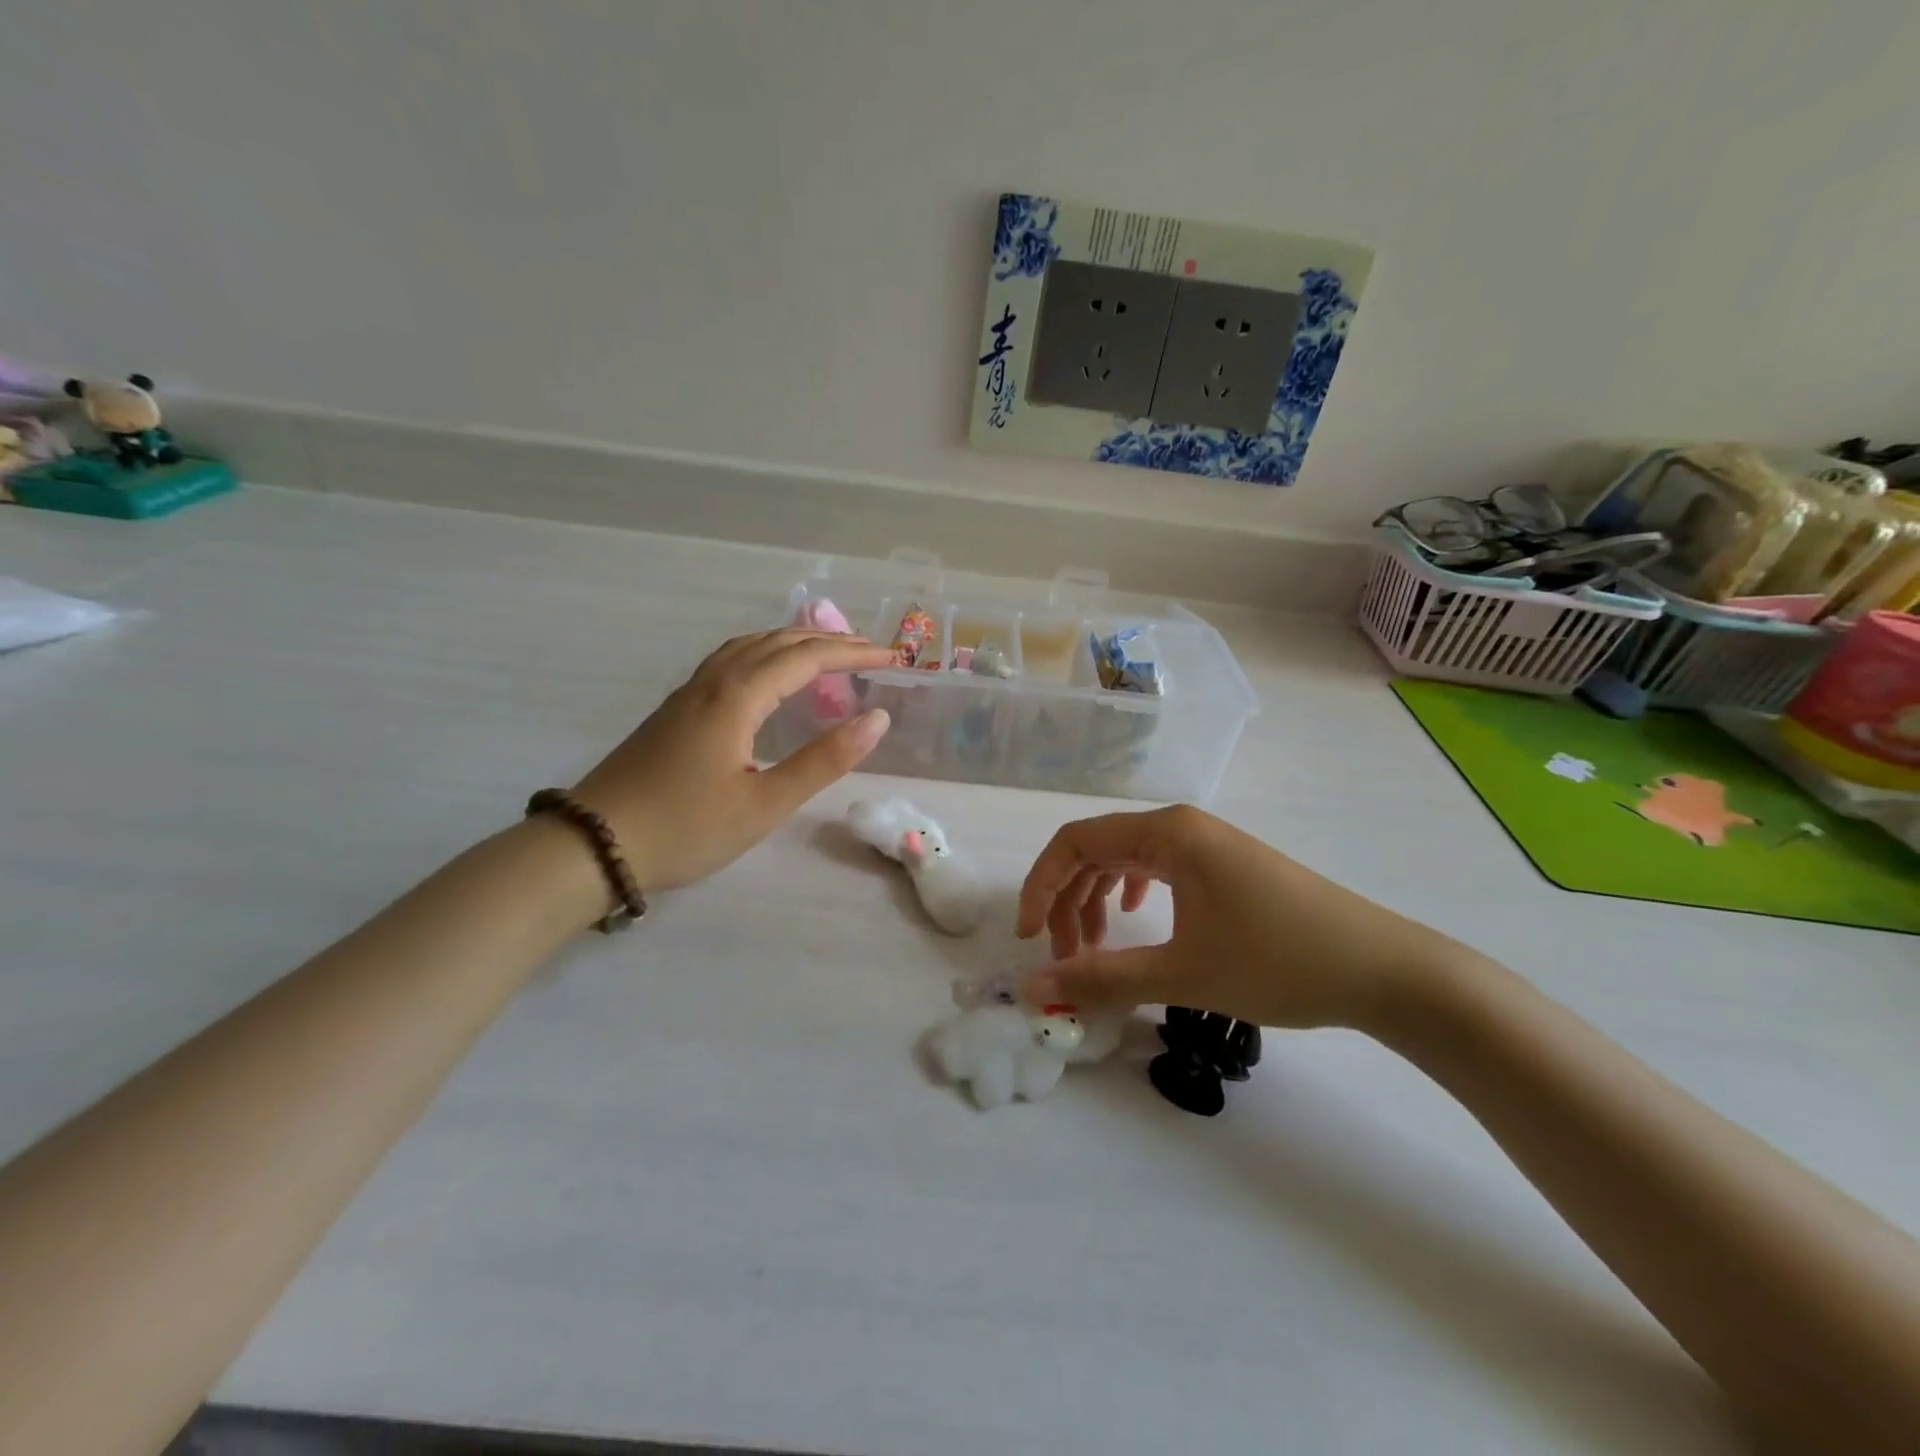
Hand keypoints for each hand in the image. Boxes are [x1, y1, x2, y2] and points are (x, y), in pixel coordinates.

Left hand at [573, 628, 893, 890]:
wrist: (593, 844)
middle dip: (829, 642)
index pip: (806, 658)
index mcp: (737, 698)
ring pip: (749, 646)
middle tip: (870, 652)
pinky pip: (731, 660)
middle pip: (778, 642)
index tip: (892, 658)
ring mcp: (689, 692)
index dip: (853, 654)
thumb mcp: (766, 804)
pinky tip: (769, 675)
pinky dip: (765, 653)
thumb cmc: (686, 828)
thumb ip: (824, 760)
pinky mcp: (676, 709)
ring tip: (827, 653)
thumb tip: (877, 718)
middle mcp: (713, 682)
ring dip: (794, 642)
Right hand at [1016, 806, 1473, 1031]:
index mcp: (1167, 834)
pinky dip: (1130, 893)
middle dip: (1066, 900)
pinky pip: (1157, 868)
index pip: (1075, 842)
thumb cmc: (1279, 963)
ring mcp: (1206, 842)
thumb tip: (1033, 989)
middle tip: (1061, 956)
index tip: (1027, 939)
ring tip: (1092, 948)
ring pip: (1126, 860)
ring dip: (1097, 900)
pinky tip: (1135, 919)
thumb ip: (1102, 979)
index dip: (1040, 886)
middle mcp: (1181, 826)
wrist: (1384, 970)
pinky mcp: (1224, 864)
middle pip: (1097, 849)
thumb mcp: (1183, 974)